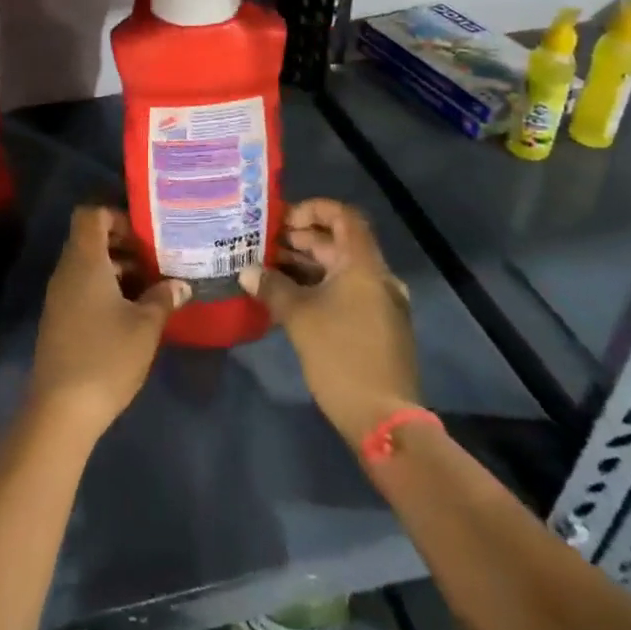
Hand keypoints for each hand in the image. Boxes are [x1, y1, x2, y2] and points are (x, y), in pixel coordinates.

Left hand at [29, 206, 189, 444]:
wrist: (61, 409)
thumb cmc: (106, 357)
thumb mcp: (145, 326)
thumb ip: (163, 298)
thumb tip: (180, 284)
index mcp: (85, 261)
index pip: (91, 215)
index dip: (117, 216)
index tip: (146, 236)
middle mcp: (67, 271)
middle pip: (91, 239)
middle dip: (124, 245)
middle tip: (157, 261)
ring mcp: (59, 296)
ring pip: (88, 266)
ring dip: (118, 269)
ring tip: (152, 288)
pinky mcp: (59, 319)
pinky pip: (82, 287)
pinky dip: (106, 289)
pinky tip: (132, 312)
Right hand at [239, 198, 420, 449]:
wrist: (383, 420)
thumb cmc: (341, 356)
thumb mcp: (298, 317)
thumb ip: (271, 286)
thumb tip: (247, 271)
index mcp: (363, 266)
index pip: (343, 216)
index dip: (312, 209)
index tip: (280, 222)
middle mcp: (376, 277)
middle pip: (338, 242)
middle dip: (299, 240)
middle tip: (261, 247)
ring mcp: (379, 303)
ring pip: (339, 270)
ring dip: (305, 266)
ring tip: (266, 271)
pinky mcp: (376, 326)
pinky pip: (345, 292)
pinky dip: (318, 287)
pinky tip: (287, 299)